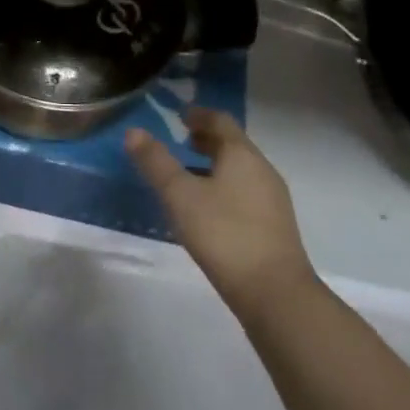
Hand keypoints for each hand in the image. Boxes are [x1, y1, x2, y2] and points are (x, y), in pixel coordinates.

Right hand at [127, 110, 315, 315]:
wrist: (275, 294)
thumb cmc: (224, 234)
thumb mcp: (180, 195)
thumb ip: (156, 162)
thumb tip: (133, 131)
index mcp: (242, 155)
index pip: (220, 121)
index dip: (199, 114)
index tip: (179, 115)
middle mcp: (262, 170)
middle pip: (233, 145)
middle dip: (206, 140)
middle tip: (180, 141)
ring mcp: (272, 200)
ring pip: (240, 170)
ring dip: (214, 165)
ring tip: (187, 175)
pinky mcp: (274, 227)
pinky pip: (245, 192)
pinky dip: (224, 187)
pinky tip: (207, 209)